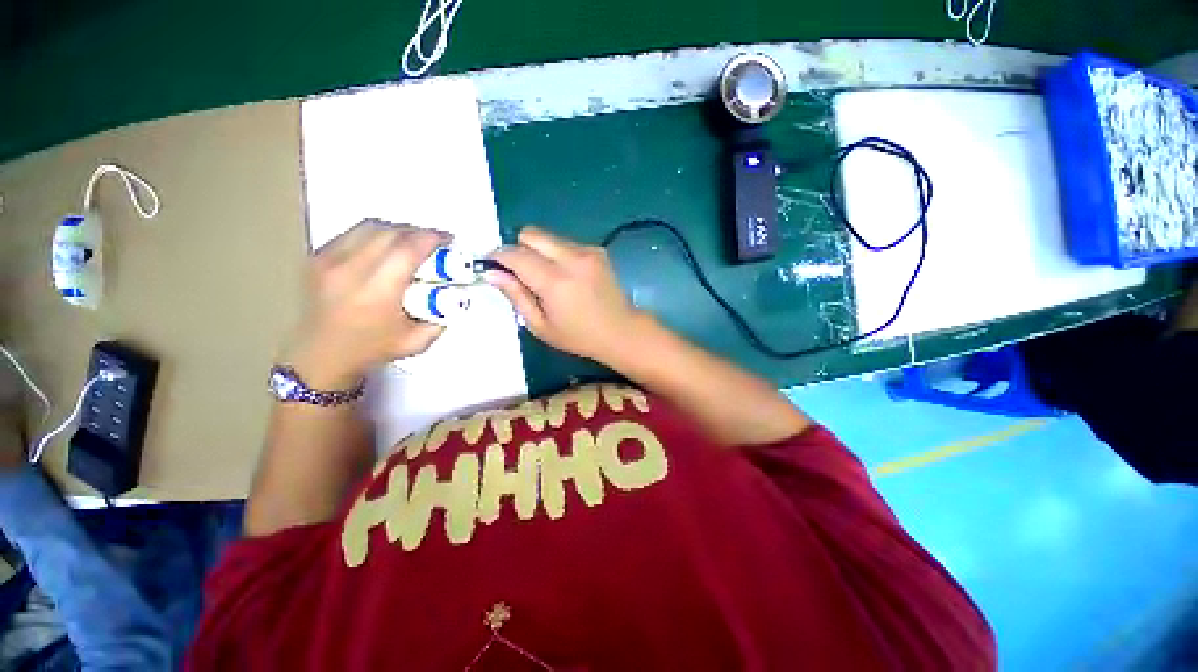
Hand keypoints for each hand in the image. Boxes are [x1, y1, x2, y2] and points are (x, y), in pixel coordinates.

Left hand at [287, 220, 448, 389]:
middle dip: (418, 232)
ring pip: (370, 227)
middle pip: (390, 233)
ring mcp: (329, 260)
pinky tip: (385, 248)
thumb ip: (441, 317)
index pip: (407, 249)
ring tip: (411, 242)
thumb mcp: (417, 341)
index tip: (447, 239)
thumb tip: (456, 293)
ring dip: (397, 230)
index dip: (431, 238)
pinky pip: (353, 233)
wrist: (321, 355)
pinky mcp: (318, 257)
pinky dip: (375, 235)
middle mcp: (350, 270)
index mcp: (376, 293)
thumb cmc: (372, 349)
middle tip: (434, 242)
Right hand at [487, 226, 646, 361]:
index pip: (516, 254)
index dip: (498, 257)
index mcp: (555, 281)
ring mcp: (587, 251)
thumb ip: (516, 296)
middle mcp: (572, 258)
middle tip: (520, 272)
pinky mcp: (597, 250)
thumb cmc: (579, 337)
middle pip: (531, 233)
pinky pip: (565, 243)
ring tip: (546, 278)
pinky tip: (565, 276)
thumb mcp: (541, 325)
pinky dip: (556, 254)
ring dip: (538, 252)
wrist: (621, 331)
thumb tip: (492, 273)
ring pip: (548, 237)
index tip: (492, 266)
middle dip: (518, 248)